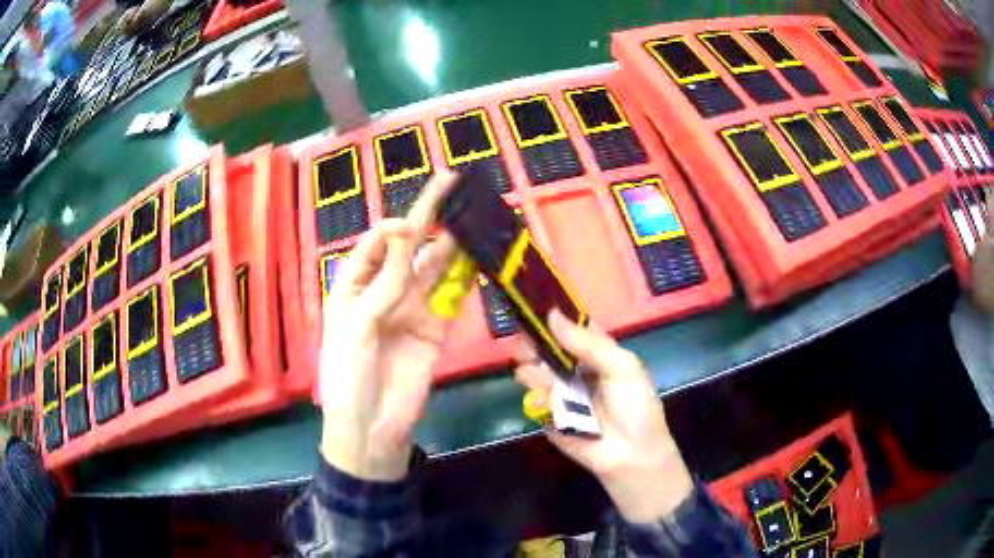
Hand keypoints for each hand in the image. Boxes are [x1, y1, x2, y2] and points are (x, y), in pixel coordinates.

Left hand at [318, 171, 459, 480]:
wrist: (372, 427)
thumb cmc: (349, 374)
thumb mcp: (356, 324)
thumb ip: (385, 279)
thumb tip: (404, 228)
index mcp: (356, 283)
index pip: (379, 240)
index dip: (397, 226)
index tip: (413, 228)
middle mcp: (386, 287)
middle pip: (410, 244)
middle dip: (431, 213)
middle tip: (456, 180)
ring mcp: (414, 307)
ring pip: (436, 264)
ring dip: (455, 239)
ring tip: (477, 212)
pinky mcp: (437, 327)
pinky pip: (453, 294)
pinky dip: (468, 274)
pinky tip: (482, 253)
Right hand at [516, 311, 693, 522]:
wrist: (631, 455)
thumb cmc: (636, 407)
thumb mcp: (622, 367)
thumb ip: (588, 343)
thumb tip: (551, 314)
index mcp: (593, 349)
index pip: (568, 322)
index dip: (551, 310)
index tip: (531, 298)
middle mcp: (571, 365)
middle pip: (542, 343)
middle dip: (532, 337)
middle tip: (527, 339)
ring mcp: (555, 388)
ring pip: (530, 366)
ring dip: (531, 363)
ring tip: (545, 374)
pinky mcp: (544, 412)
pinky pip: (531, 394)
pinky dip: (536, 392)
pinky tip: (548, 396)